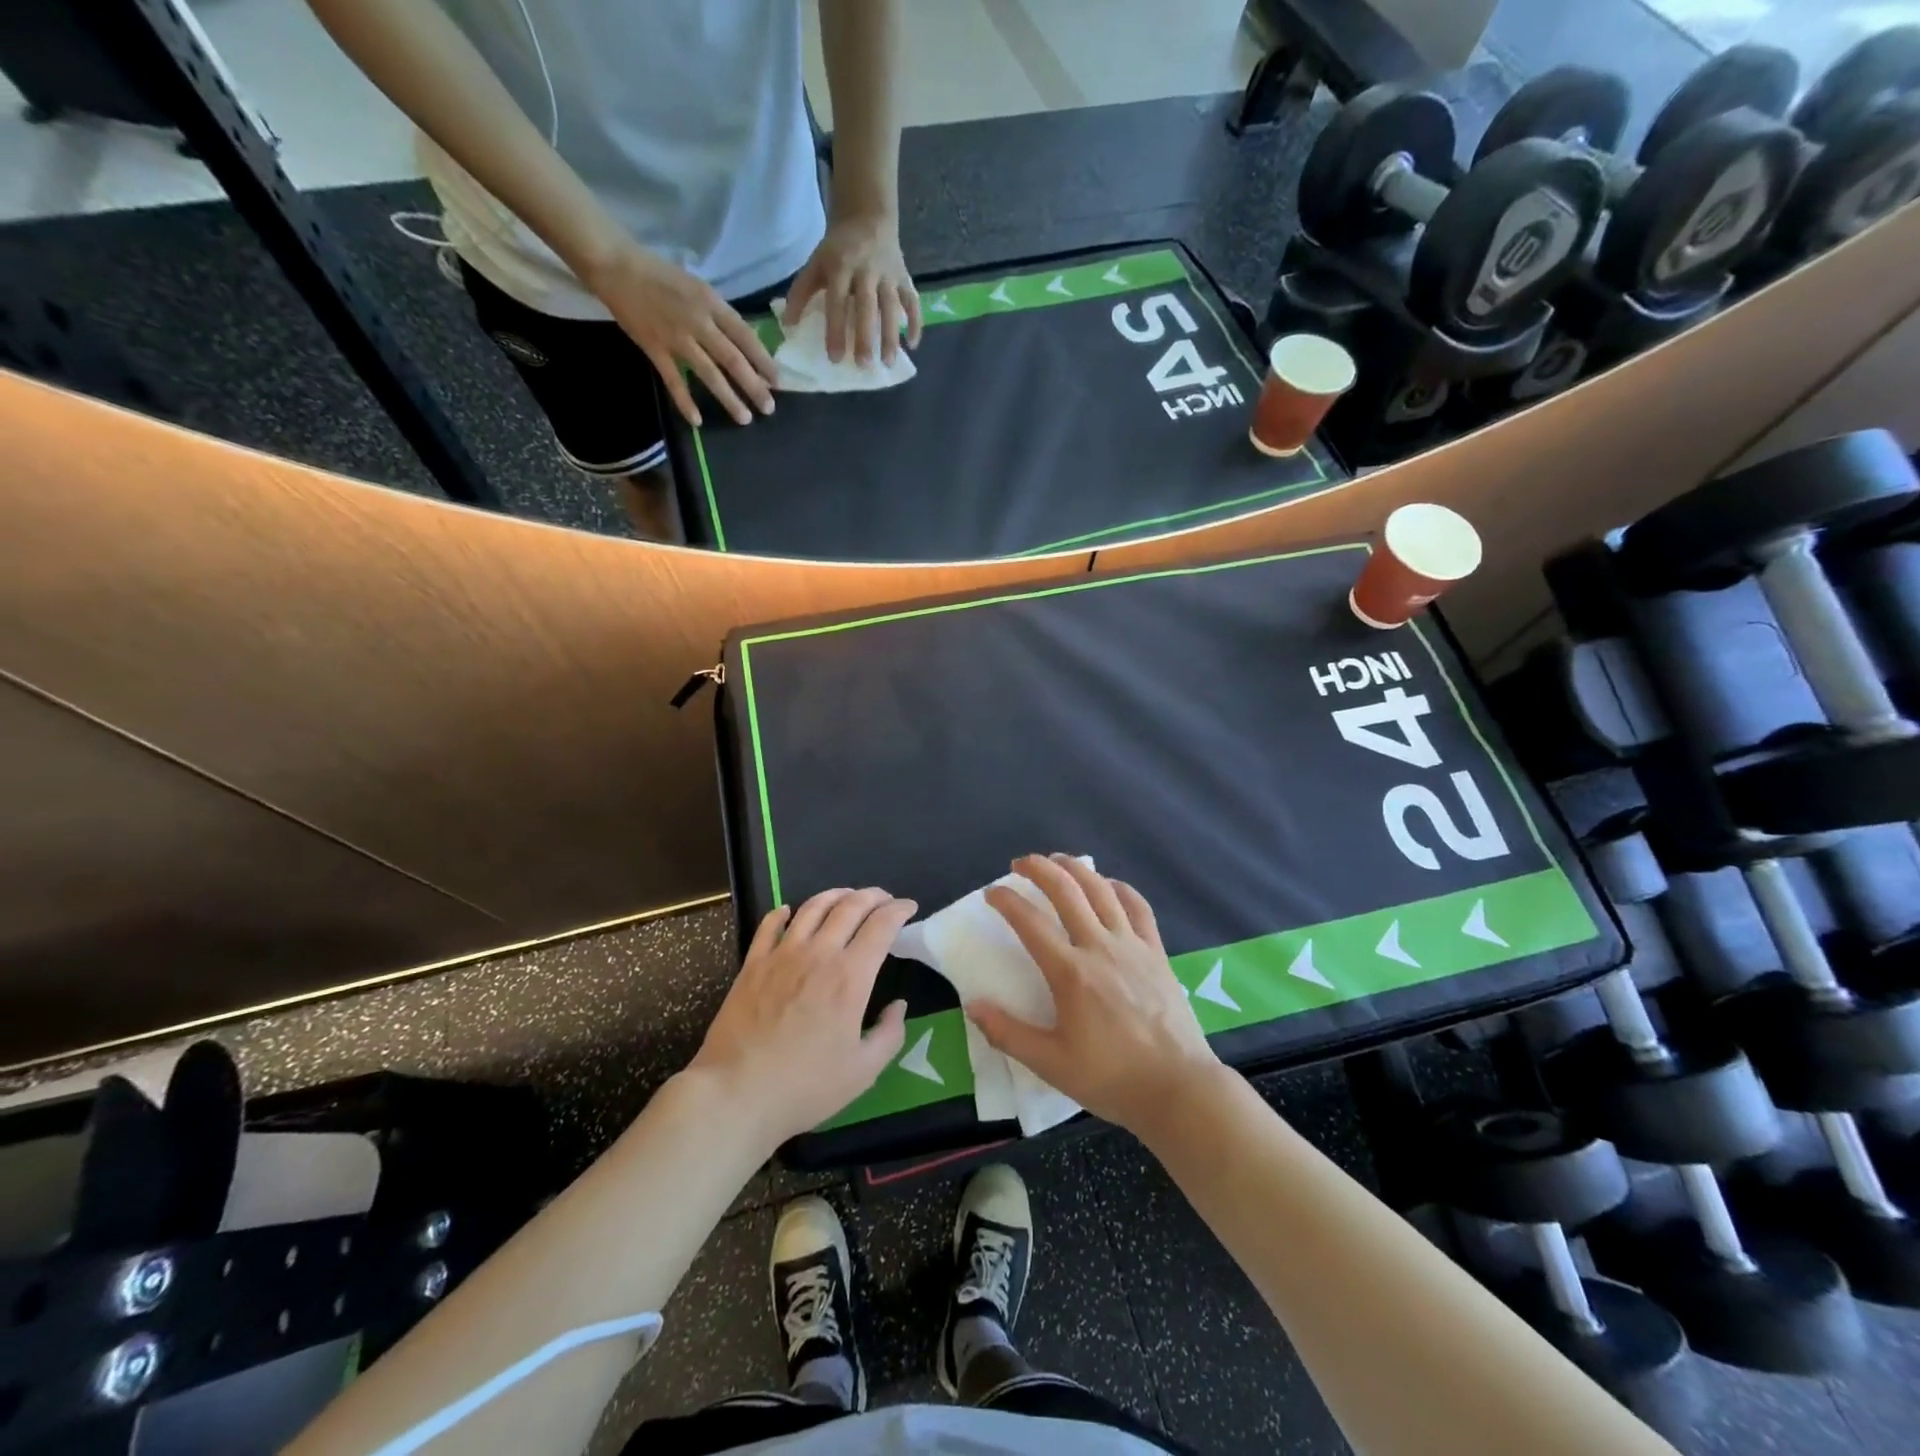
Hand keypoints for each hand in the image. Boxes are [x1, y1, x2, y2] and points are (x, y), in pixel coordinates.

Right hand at [585, 244, 776, 427]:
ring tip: (745, 418)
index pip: (746, 337)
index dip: (763, 361)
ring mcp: (676, 338)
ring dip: (729, 399)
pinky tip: (697, 421)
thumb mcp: (698, 288)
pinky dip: (685, 401)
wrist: (616, 265)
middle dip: (754, 386)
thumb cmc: (661, 275)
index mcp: (711, 303)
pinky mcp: (654, 348)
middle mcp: (698, 322)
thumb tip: (744, 344)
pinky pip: (674, 380)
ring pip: (709, 374)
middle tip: (769, 408)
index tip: (777, 381)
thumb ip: (719, 315)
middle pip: (733, 360)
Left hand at [689, 887, 914, 1147]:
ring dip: (836, 894)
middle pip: (850, 906)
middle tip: (885, 899)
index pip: (881, 925)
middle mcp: (819, 954)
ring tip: (847, 896)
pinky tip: (789, 911)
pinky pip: (769, 925)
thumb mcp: (863, 1071)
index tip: (909, 907)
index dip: (899, 910)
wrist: (737, 1093)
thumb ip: (890, 1034)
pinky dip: (783, 912)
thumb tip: (898, 1006)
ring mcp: (782, 954)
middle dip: (873, 896)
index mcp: (851, 977)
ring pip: (813, 907)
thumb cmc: (805, 1086)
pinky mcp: (753, 963)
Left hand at [784, 212, 921, 365]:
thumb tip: (789, 326)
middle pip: (867, 307)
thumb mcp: (815, 263)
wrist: (867, 216)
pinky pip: (913, 301)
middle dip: (866, 336)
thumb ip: (801, 292)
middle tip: (864, 365)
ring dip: (892, 336)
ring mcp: (888, 274)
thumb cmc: (838, 249)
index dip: (835, 330)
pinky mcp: (905, 277)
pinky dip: (915, 322)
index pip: (838, 302)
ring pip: (892, 307)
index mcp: (841, 266)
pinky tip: (912, 345)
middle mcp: (867, 270)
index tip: (835, 358)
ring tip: (888, 362)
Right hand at [970, 855, 1222, 1135]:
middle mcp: (1100, 947)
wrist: (1178, 1088)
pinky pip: (1138, 907)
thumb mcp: (1051, 1064)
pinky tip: (1109, 884)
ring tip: (1058, 860)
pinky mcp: (1156, 952)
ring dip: (1076, 868)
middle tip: (1020, 863)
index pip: (1030, 922)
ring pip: (1101, 890)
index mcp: (1071, 973)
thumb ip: (1008, 1033)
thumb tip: (973, 1005)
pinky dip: (1120, 888)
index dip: (1007, 901)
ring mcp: (1132, 946)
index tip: (992, 892)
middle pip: (1067, 891)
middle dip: (1040, 869)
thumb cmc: (1111, 1078)